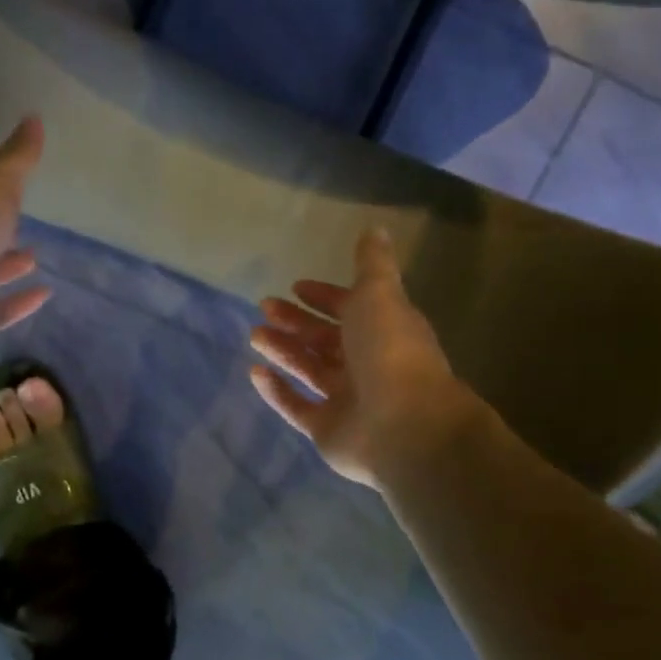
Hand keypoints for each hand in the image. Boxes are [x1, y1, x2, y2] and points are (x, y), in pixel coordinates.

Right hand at [249, 226, 490, 488]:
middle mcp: (368, 364)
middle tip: (265, 307)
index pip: (352, 309)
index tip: (296, 287)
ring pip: (310, 370)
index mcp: (385, 331)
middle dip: (296, 322)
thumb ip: (372, 264)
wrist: (405, 426)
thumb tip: (375, 229)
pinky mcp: (328, 430)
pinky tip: (255, 373)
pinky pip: (297, 407)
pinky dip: (277, 391)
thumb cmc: (390, 351)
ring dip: (284, 350)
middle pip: (327, 339)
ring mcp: (348, 400)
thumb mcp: (380, 294)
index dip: (325, 297)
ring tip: (255, 335)